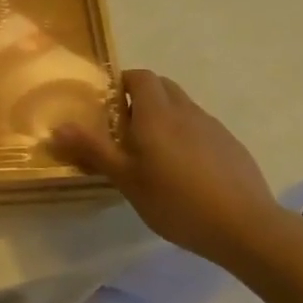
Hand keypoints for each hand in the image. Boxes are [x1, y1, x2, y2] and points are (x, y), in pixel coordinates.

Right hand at [49, 69, 279, 260]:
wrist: (245, 226)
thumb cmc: (176, 200)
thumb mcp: (126, 179)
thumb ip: (93, 150)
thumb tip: (58, 127)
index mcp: (156, 112)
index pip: (139, 76)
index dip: (122, 83)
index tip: (108, 106)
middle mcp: (185, 110)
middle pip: (162, 86)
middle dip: (141, 97)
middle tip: (125, 129)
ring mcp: (212, 126)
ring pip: (182, 107)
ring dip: (165, 117)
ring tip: (153, 154)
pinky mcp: (230, 145)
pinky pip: (201, 128)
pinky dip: (186, 136)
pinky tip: (185, 172)